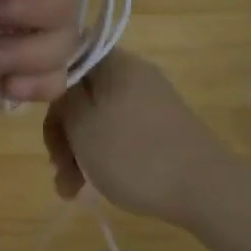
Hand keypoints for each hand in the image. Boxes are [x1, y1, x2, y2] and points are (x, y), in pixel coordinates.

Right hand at [42, 51, 233, 226]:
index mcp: (116, 64)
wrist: (203, 188)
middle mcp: (133, 76)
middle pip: (81, 96)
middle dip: (63, 134)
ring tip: (70, 189)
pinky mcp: (160, 129)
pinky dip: (101, 156)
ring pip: (97, 120)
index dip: (48, 92)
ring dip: (77, 152)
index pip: (67, 61)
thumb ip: (63, 97)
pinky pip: (119, 134)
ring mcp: (149, 103)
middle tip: (58, 167)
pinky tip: (91, 186)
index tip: (46, 126)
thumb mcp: (82, 124)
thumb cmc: (133, 153)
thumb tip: (58, 81)